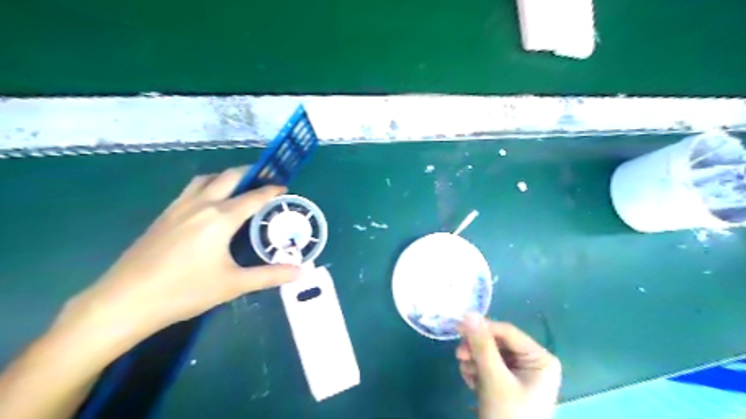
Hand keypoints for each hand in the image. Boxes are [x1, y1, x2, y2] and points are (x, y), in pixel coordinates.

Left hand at [61, 167, 298, 346]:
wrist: (125, 301)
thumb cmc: (185, 291)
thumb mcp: (233, 284)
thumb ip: (270, 275)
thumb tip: (301, 272)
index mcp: (221, 218)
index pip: (253, 197)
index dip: (271, 191)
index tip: (284, 188)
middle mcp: (201, 205)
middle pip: (229, 177)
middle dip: (249, 173)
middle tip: (264, 180)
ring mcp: (178, 208)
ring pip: (206, 179)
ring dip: (225, 177)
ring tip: (238, 187)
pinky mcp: (164, 216)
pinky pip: (190, 190)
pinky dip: (207, 186)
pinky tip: (208, 204)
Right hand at [455, 315, 558, 418]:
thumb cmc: (508, 416)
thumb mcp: (494, 378)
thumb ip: (482, 345)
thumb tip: (469, 313)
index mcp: (540, 359)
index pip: (507, 332)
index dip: (482, 328)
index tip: (457, 328)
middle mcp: (533, 362)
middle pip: (498, 343)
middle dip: (477, 349)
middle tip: (459, 356)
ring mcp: (521, 374)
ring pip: (490, 354)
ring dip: (474, 361)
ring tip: (466, 374)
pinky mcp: (509, 384)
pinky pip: (489, 367)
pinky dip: (477, 371)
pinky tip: (470, 382)